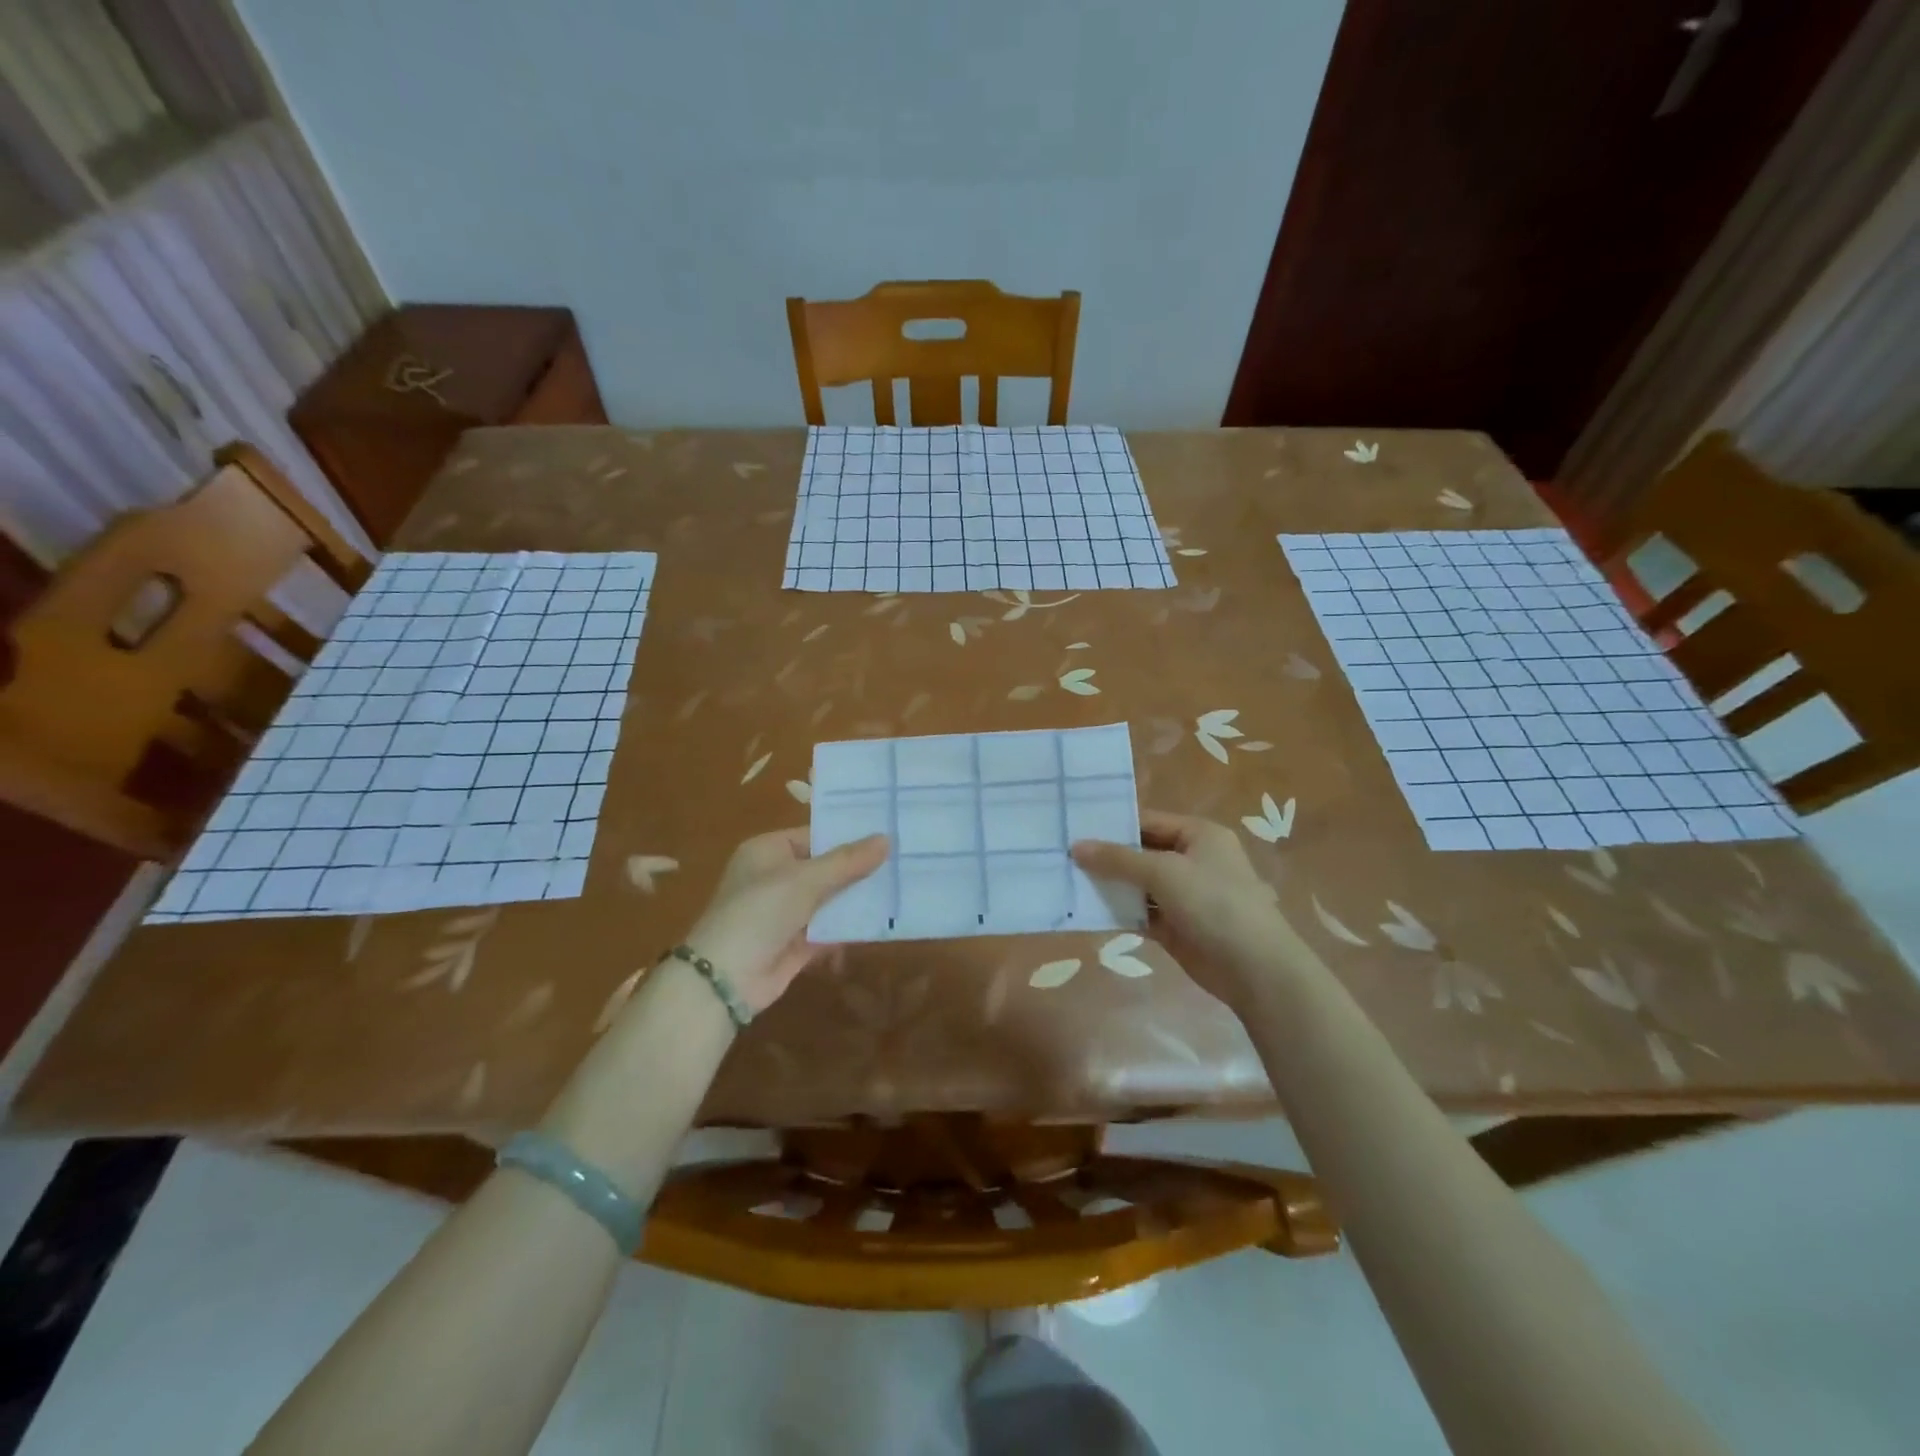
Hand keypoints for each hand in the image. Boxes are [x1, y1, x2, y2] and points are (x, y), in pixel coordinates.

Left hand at [682, 828, 888, 1011]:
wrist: (726, 978)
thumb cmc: (759, 912)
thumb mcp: (804, 880)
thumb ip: (847, 862)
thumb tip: (886, 839)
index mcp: (769, 851)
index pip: (816, 836)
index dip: (849, 836)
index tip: (888, 832)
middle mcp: (776, 878)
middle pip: (826, 868)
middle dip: (860, 869)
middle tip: (904, 859)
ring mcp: (787, 912)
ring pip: (830, 899)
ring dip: (858, 898)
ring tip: (903, 888)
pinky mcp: (797, 943)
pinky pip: (830, 928)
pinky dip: (850, 926)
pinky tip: (885, 921)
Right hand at [1072, 810, 1289, 1007]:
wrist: (1254, 968)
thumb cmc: (1214, 904)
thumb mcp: (1164, 872)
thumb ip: (1118, 859)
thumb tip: (1076, 846)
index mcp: (1199, 835)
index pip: (1148, 821)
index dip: (1113, 825)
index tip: (1074, 828)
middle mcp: (1193, 860)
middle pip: (1142, 852)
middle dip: (1107, 857)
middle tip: (1063, 855)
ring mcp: (1185, 895)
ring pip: (1139, 885)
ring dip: (1110, 886)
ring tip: (1067, 880)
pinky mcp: (1177, 927)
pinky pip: (1142, 913)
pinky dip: (1120, 912)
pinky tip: (1088, 910)